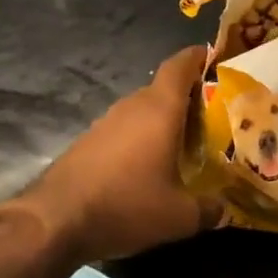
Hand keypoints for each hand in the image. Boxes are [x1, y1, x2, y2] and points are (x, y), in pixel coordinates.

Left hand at [22, 46, 213, 263]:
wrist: (56, 220)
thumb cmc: (125, 205)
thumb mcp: (177, 216)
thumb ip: (207, 209)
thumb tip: (222, 209)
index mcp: (160, 109)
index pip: (180, 65)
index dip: (198, 57)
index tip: (214, 59)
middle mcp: (133, 106)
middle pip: (164, 89)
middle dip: (188, 99)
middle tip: (212, 119)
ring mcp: (107, 121)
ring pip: (143, 110)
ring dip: (163, 121)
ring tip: (184, 145)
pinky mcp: (89, 140)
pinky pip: (125, 129)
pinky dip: (141, 138)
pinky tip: (147, 166)